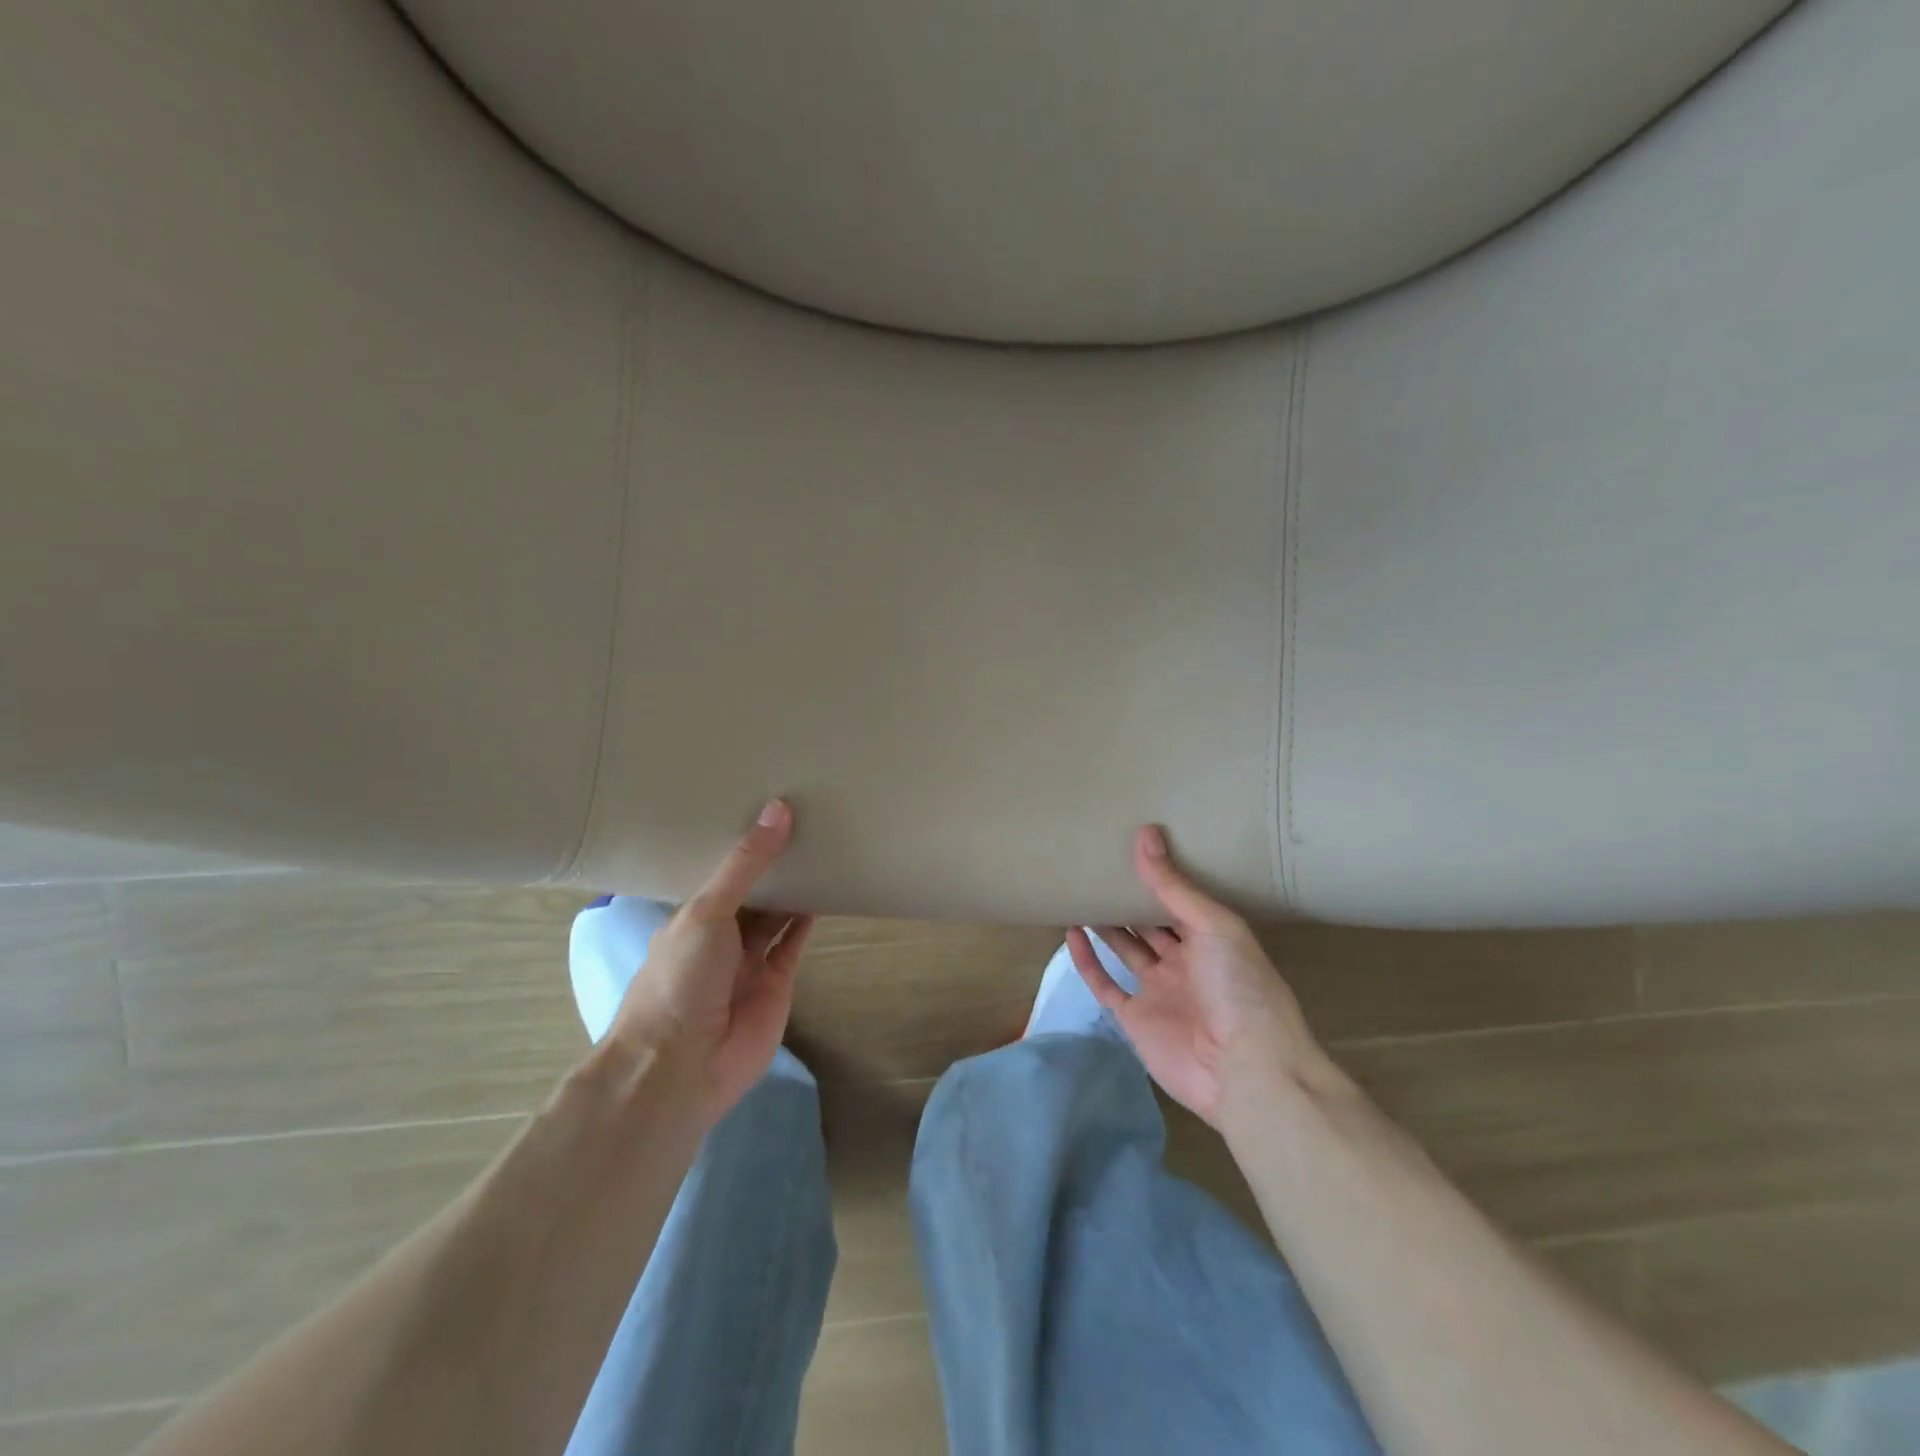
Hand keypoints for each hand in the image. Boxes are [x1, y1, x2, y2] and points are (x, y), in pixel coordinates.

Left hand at [608, 799, 815, 1120]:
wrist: (682, 1067)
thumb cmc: (680, 979)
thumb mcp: (707, 911)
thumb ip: (745, 865)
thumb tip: (778, 808)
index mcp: (691, 916)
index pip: (722, 873)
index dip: (745, 845)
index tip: (770, 807)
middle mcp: (720, 936)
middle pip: (753, 892)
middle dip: (774, 864)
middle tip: (807, 820)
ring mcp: (749, 961)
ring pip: (776, 915)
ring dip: (794, 888)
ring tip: (821, 847)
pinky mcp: (778, 983)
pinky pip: (794, 943)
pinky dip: (808, 919)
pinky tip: (826, 890)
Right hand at [1068, 825, 1336, 1129]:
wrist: (1245, 1071)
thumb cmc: (1239, 987)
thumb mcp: (1213, 926)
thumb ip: (1174, 885)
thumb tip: (1145, 832)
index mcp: (1212, 939)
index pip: (1180, 900)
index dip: (1159, 875)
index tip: (1131, 844)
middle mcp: (1185, 963)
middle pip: (1150, 924)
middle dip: (1128, 898)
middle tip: (1098, 864)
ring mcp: (1159, 992)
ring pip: (1126, 950)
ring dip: (1105, 925)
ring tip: (1080, 891)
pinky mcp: (1136, 1020)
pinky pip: (1105, 985)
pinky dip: (1088, 961)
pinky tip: (1071, 933)